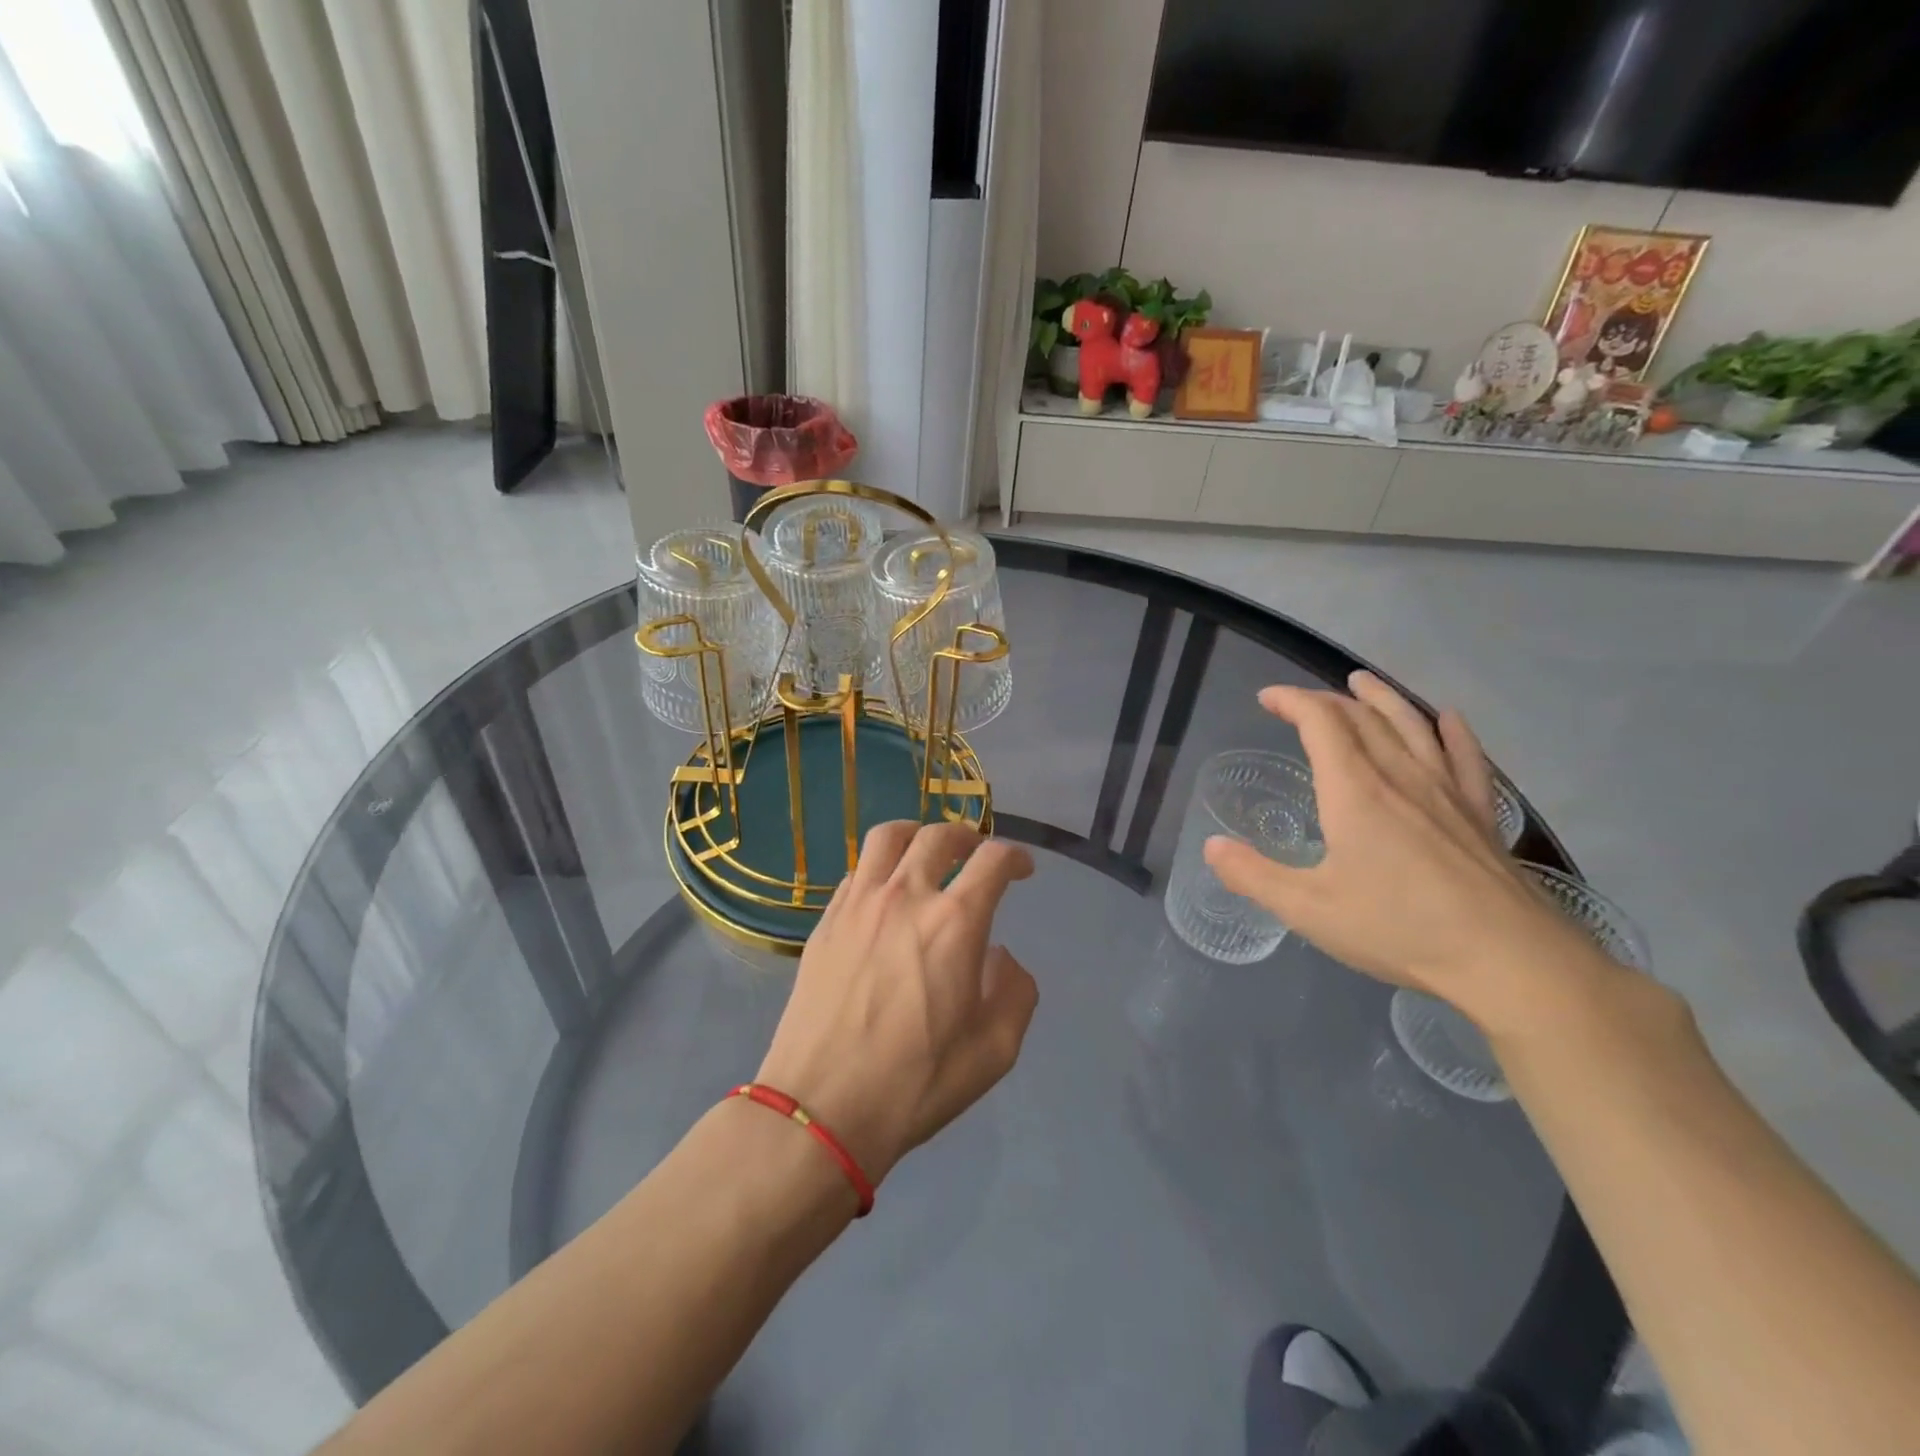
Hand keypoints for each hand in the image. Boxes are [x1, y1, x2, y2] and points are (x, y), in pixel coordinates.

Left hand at [755, 821, 1038, 1185]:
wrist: (822, 1108)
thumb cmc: (917, 1083)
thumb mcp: (995, 1050)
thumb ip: (1014, 991)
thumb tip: (997, 955)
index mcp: (955, 923)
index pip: (993, 860)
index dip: (1015, 856)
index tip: (1022, 870)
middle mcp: (906, 896)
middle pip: (939, 835)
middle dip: (967, 836)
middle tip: (975, 854)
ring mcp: (858, 904)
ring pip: (888, 837)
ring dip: (916, 835)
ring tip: (925, 852)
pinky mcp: (825, 921)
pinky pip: (856, 871)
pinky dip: (879, 868)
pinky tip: (883, 893)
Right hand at [1204, 671, 1599, 1028]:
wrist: (1507, 959)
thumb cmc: (1398, 928)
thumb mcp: (1308, 909)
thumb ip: (1253, 875)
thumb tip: (1210, 847)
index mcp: (1354, 791)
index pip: (1320, 723)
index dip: (1292, 701)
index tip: (1267, 698)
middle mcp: (1400, 777)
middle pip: (1363, 717)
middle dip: (1327, 700)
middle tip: (1302, 701)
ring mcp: (1446, 791)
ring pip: (1412, 726)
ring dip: (1383, 699)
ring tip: (1364, 682)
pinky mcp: (1479, 813)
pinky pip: (1466, 757)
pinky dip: (1452, 731)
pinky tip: (1447, 719)